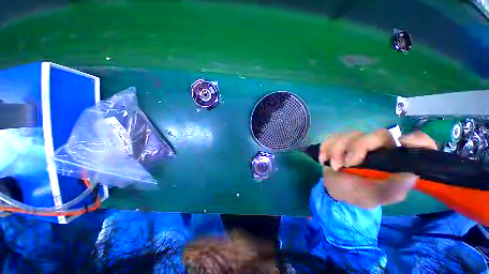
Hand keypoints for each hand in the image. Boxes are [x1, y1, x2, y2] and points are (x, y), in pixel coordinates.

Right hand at [319, 129, 436, 207]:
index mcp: (394, 159)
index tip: (404, 143)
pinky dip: (325, 148)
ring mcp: (356, 142)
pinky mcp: (338, 142)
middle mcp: (378, 147)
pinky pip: (331, 138)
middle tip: (346, 164)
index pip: (416, 142)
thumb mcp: (379, 196)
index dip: (417, 139)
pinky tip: (324, 160)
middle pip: (375, 134)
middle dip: (358, 147)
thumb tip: (410, 174)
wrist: (337, 190)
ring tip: (334, 167)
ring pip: (349, 135)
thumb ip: (395, 188)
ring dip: (337, 151)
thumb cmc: (360, 194)